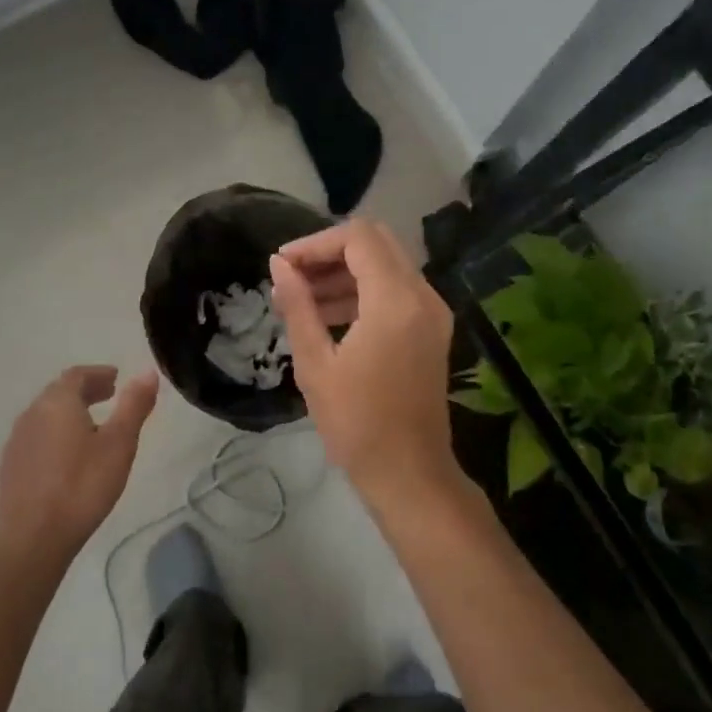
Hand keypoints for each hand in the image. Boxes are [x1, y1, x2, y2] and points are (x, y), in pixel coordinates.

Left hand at [0, 365, 158, 552]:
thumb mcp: (119, 444)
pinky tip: (67, 456)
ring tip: (92, 426)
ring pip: (46, 415)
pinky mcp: (10, 466)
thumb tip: (148, 372)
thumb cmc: (83, 485)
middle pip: (59, 392)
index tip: (116, 379)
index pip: (77, 375)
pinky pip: (36, 437)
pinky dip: (55, 434)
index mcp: (57, 402)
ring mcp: (17, 440)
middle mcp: (32, 414)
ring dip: (69, 413)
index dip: (98, 374)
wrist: (34, 535)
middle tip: (109, 396)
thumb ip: (134, 405)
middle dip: (85, 391)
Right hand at [269, 220, 463, 508]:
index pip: (358, 238)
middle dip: (331, 252)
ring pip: (388, 265)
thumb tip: (278, 265)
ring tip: (303, 299)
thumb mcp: (315, 363)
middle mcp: (423, 296)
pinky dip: (365, 291)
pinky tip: (330, 316)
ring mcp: (433, 313)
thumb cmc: (356, 423)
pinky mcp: (433, 330)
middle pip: (377, 243)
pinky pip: (398, 291)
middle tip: (293, 277)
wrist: (408, 472)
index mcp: (395, 300)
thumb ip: (298, 305)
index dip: (315, 243)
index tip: (283, 265)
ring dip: (347, 272)